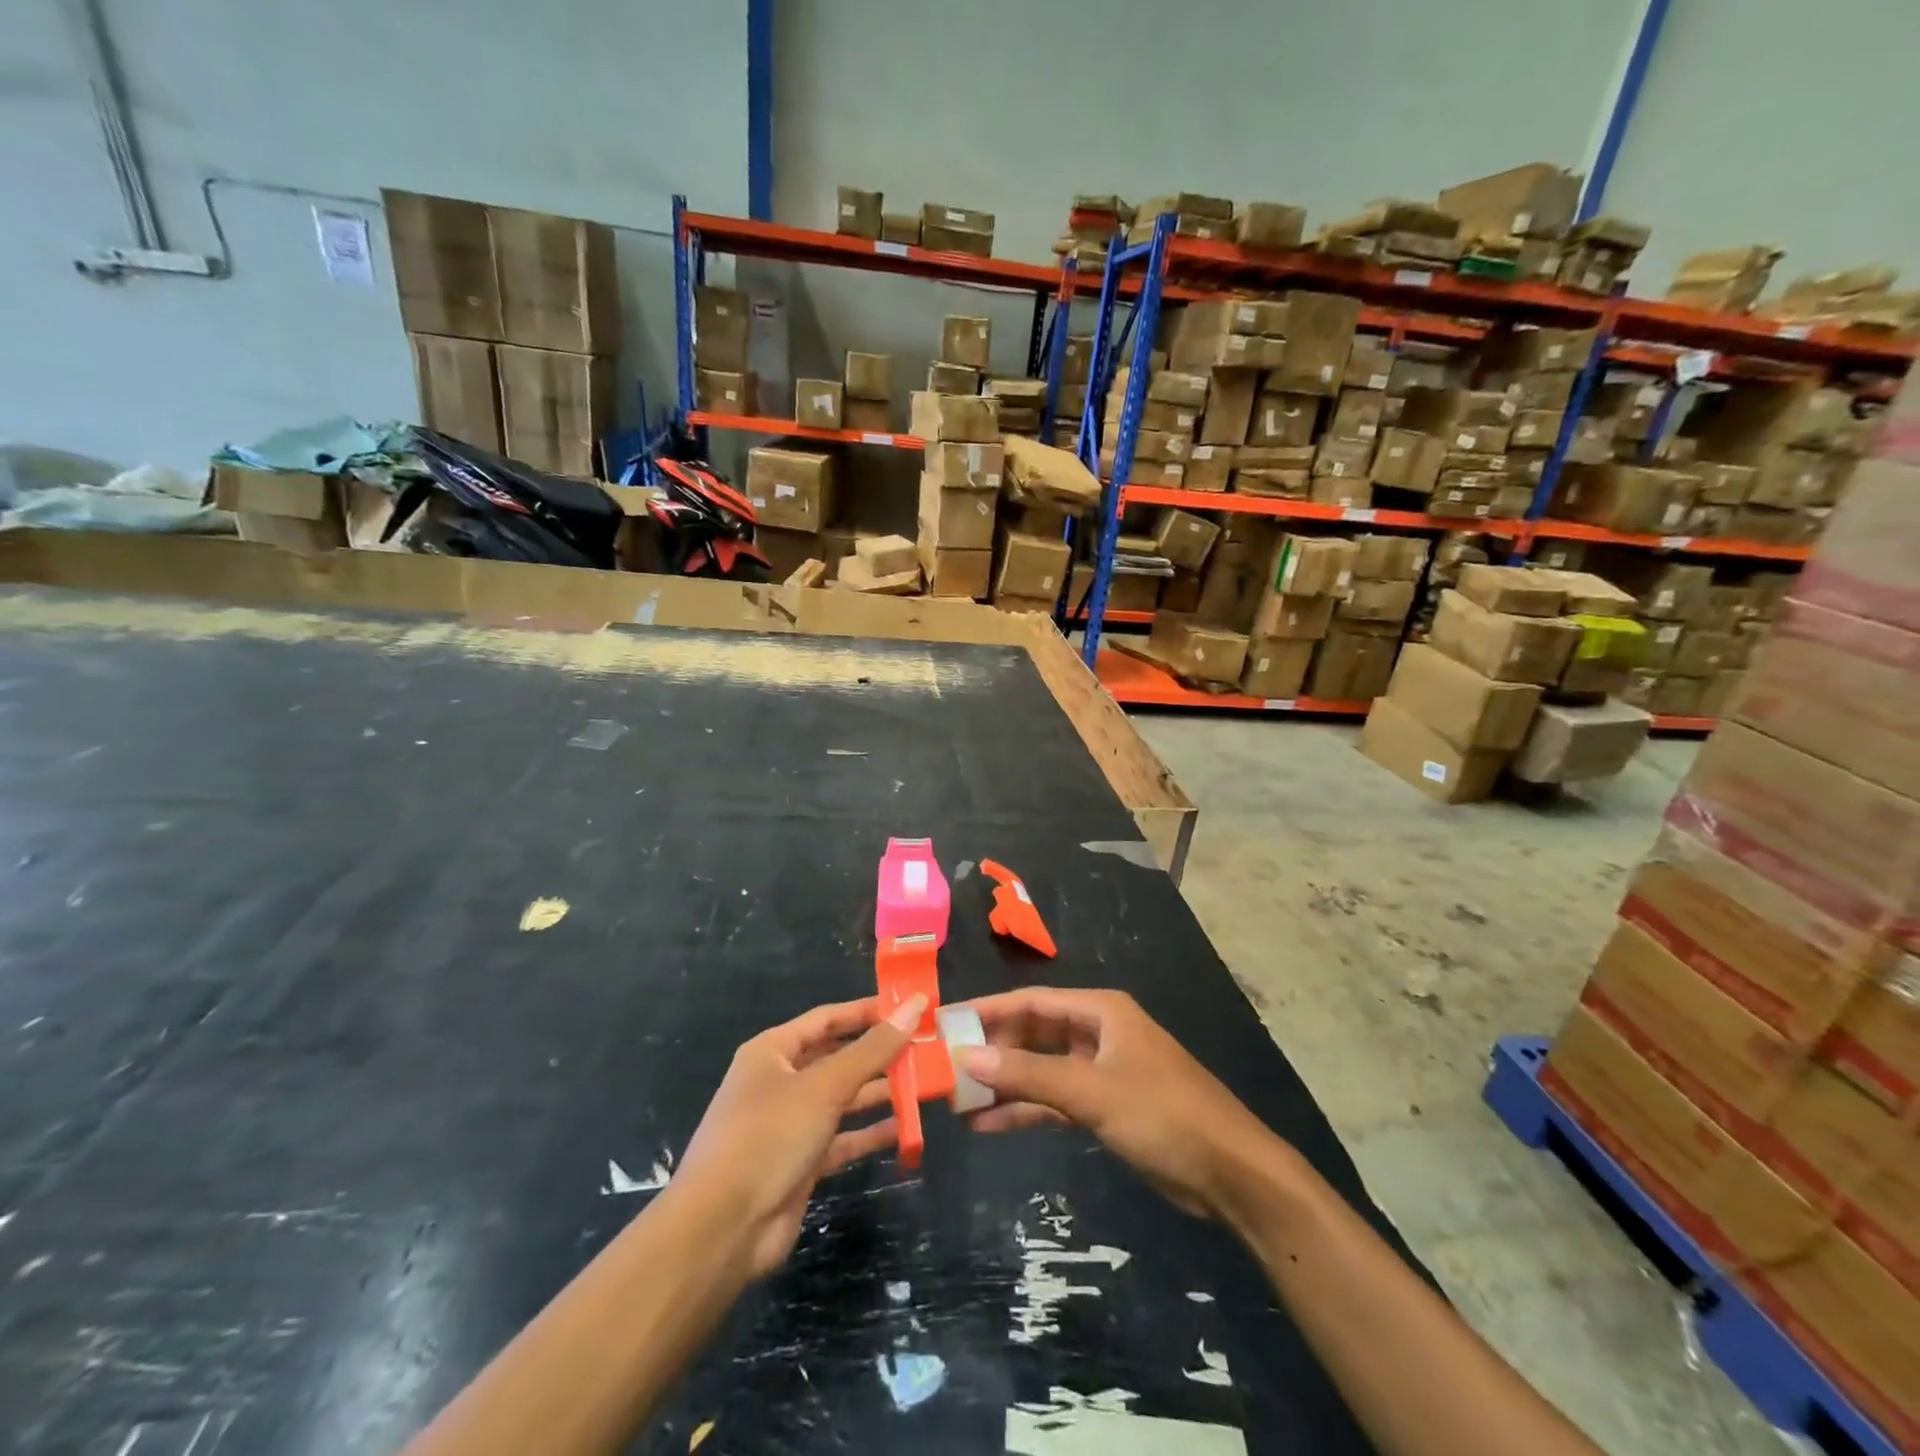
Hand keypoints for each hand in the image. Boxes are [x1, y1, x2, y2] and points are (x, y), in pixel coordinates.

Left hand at [672, 993, 924, 1278]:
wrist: (722, 1229)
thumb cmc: (768, 1136)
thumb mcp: (824, 1086)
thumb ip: (873, 1049)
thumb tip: (914, 1005)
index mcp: (773, 1051)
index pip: (827, 1018)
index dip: (867, 1011)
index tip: (910, 1007)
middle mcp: (780, 1081)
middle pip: (837, 1057)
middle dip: (878, 1054)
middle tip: (925, 1049)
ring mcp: (790, 1124)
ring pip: (842, 1099)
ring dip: (879, 1093)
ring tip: (924, 1085)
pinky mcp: (801, 1163)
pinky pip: (842, 1138)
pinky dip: (870, 1133)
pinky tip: (905, 1129)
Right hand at [954, 988, 1273, 1218]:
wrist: (1231, 1174)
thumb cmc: (1163, 1114)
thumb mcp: (1091, 1091)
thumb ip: (1028, 1074)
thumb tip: (966, 1056)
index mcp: (1100, 1010)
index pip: (1030, 1002)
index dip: (987, 1010)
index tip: (944, 1023)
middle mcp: (1098, 1032)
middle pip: (1033, 1033)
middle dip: (993, 1050)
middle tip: (945, 1067)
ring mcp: (1101, 1070)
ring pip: (1041, 1069)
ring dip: (1005, 1083)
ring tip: (957, 1100)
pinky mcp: (1106, 1105)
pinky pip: (1055, 1100)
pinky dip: (1026, 1110)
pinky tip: (989, 1125)